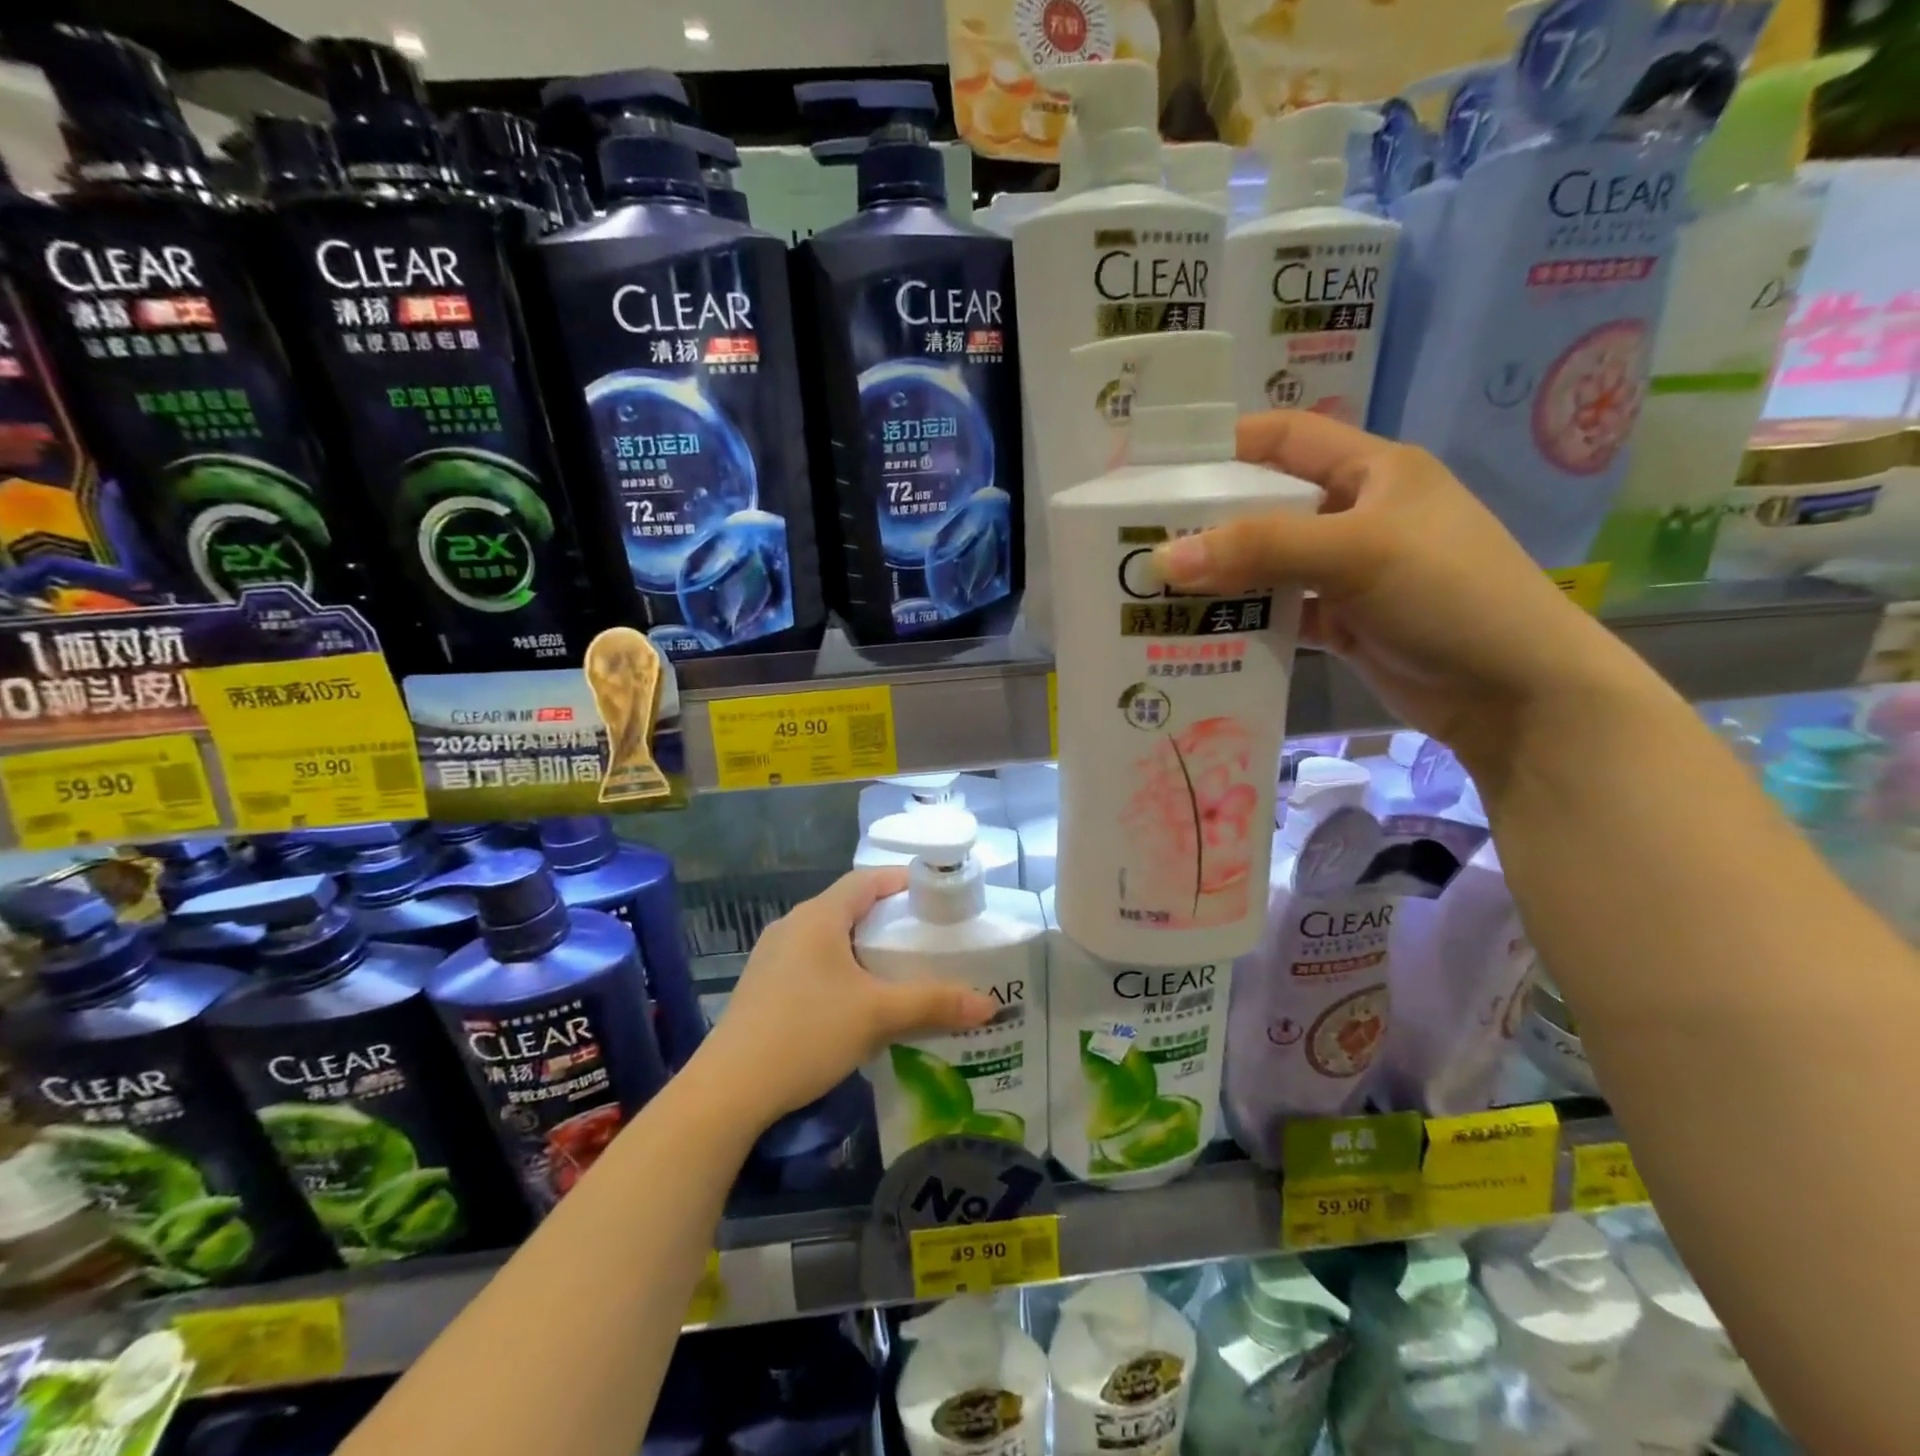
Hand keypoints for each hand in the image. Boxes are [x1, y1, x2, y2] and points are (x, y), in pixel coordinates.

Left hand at [695, 869, 996, 1127]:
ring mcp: (772, 955)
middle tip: (923, 938)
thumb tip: (990, 1004)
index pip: (865, 879)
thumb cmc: (807, 1033)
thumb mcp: (877, 1016)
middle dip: (886, 918)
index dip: (900, 881)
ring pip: (827, 936)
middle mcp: (792, 925)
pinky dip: (839, 967)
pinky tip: (854, 1000)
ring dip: (861, 946)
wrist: (729, 1089)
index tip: (934, 896)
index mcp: (818, 916)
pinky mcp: (762, 985)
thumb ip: (933, 1003)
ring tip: (895, 969)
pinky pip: (810, 961)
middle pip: (847, 906)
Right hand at [1151, 411, 1644, 771]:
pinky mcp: (1343, 622)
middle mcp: (1357, 514)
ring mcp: (1349, 572)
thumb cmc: (1449, 594)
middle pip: (1268, 505)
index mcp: (1373, 471)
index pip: (1288, 438)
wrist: (1515, 692)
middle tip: (1143, 541)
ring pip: (1269, 564)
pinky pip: (1280, 612)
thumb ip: (1261, 549)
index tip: (1163, 467)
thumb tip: (1162, 557)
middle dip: (1210, 521)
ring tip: (1158, 590)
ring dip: (1222, 577)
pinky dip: (1245, 619)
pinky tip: (1202, 630)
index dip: (1228, 444)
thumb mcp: (1356, 553)